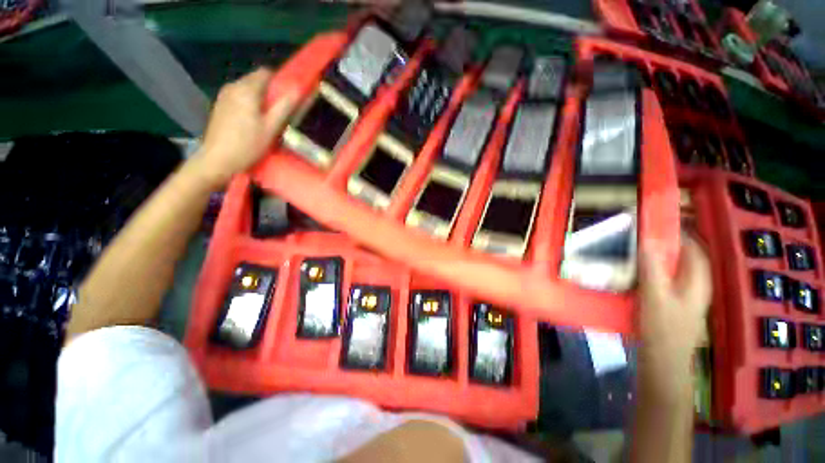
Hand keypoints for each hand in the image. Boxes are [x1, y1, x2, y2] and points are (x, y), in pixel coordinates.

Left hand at [194, 68, 296, 186]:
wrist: (217, 159)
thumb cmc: (248, 144)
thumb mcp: (271, 128)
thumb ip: (284, 107)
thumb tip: (297, 90)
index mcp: (246, 90)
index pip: (265, 72)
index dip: (279, 80)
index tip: (288, 94)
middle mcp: (233, 86)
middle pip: (255, 79)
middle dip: (269, 90)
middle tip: (281, 109)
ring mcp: (224, 95)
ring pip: (246, 88)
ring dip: (259, 97)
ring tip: (268, 116)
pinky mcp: (220, 105)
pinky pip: (239, 96)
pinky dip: (249, 102)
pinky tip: (253, 119)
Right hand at [636, 234, 711, 399]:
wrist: (661, 360)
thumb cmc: (662, 328)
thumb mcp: (655, 296)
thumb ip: (653, 268)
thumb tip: (647, 240)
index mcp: (697, 280)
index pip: (693, 247)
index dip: (678, 232)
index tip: (654, 222)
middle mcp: (694, 284)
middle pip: (683, 256)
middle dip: (663, 243)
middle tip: (638, 235)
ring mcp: (683, 295)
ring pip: (672, 267)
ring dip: (655, 256)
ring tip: (633, 249)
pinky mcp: (671, 302)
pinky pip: (663, 278)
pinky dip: (651, 270)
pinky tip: (634, 272)